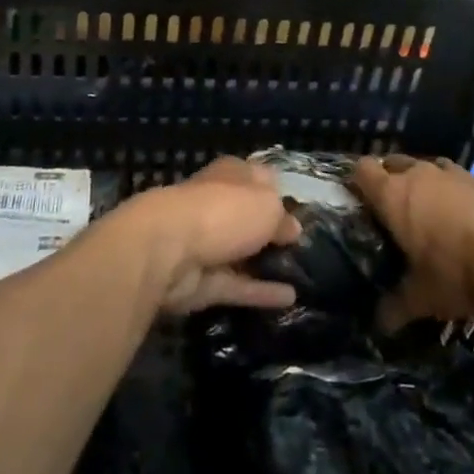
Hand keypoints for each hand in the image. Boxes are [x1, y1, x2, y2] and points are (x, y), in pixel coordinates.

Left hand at [115, 157, 302, 314]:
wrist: (168, 249)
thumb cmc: (223, 211)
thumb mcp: (267, 205)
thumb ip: (282, 217)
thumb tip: (292, 229)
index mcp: (231, 175)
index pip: (258, 177)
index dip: (278, 190)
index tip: (301, 209)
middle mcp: (217, 204)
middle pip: (249, 216)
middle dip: (271, 228)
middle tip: (304, 245)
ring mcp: (207, 244)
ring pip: (242, 252)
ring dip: (266, 262)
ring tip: (302, 273)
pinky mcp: (201, 281)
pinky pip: (237, 285)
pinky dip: (261, 291)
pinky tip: (290, 298)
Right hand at [352, 155, 473, 329]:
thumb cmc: (456, 273)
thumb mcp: (421, 298)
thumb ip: (395, 307)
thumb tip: (379, 325)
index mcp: (395, 195)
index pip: (363, 170)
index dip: (357, 180)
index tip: (356, 196)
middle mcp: (421, 175)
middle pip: (395, 161)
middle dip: (390, 177)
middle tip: (391, 205)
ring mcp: (457, 174)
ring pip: (432, 166)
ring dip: (428, 181)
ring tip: (430, 204)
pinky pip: (469, 182)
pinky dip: (465, 193)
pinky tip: (471, 212)